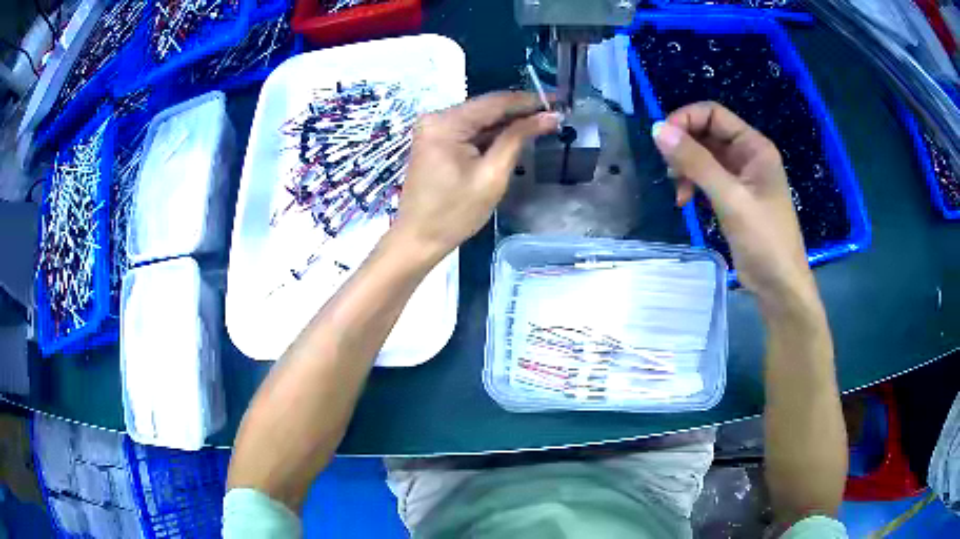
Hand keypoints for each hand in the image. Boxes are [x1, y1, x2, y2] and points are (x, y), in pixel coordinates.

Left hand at [391, 92, 559, 261]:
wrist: (418, 239)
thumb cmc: (455, 213)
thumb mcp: (492, 176)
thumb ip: (518, 139)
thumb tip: (548, 117)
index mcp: (446, 123)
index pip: (494, 102)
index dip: (528, 100)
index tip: (558, 101)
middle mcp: (436, 118)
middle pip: (486, 107)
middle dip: (520, 111)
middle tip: (554, 114)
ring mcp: (434, 128)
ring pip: (479, 118)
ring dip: (508, 122)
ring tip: (542, 123)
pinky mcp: (435, 140)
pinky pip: (469, 130)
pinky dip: (491, 133)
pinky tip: (516, 134)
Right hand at [651, 102, 814, 305]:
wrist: (780, 287)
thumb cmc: (764, 240)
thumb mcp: (730, 199)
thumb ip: (696, 162)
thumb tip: (657, 130)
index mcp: (754, 147)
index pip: (713, 114)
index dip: (685, 120)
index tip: (661, 140)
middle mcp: (747, 155)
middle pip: (706, 133)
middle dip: (684, 147)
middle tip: (669, 171)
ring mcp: (741, 177)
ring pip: (703, 157)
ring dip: (685, 168)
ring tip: (678, 192)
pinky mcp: (733, 198)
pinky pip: (706, 179)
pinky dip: (692, 185)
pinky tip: (684, 203)